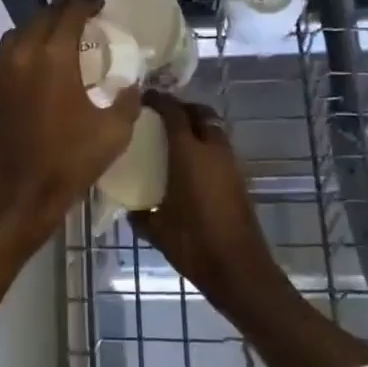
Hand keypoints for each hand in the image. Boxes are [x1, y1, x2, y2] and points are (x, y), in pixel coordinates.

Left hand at [0, 0, 142, 251]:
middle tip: (85, 19)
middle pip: (42, 17)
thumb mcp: (114, 131)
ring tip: (63, 39)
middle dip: (64, 12)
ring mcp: (2, 72)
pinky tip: (43, 67)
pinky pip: (10, 55)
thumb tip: (133, 82)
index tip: (101, 6)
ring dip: (42, 28)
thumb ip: (128, 99)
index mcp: (52, 56)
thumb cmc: (68, 161)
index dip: (87, 4)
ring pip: (20, 33)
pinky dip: (27, 49)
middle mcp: (22, 54)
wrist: (17, 195)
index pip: (69, 13)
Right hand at [131, 94, 282, 308]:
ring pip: (213, 129)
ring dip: (196, 127)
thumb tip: (128, 208)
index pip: (174, 112)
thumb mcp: (156, 229)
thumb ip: (139, 213)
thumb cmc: (193, 243)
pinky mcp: (239, 179)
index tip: (143, 97)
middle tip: (160, 117)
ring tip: (173, 140)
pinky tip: (190, 166)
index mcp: (188, 153)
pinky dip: (205, 146)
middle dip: (181, 108)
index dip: (158, 100)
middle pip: (200, 113)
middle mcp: (212, 150)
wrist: (239, 269)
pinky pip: (219, 149)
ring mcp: (230, 163)